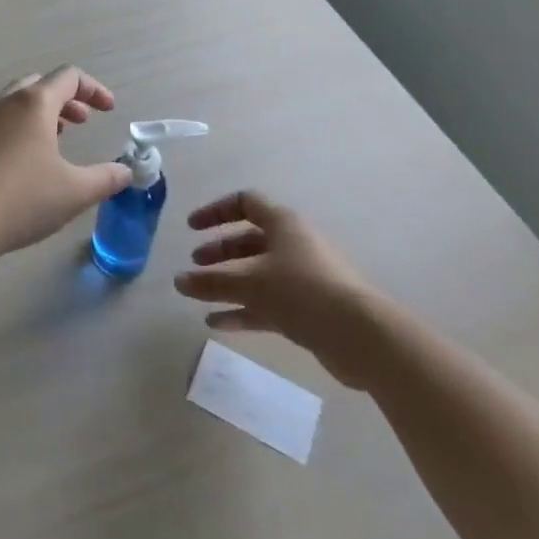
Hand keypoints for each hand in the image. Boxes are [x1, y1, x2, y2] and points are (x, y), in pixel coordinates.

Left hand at [0, 67, 132, 261]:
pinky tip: (25, 162)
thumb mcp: (74, 192)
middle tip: (81, 122)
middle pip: (39, 85)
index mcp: (33, 103)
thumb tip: (125, 172)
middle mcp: (4, 103)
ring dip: (41, 114)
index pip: (68, 77)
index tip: (109, 111)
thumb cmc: (21, 199)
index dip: (94, 89)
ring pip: (15, 103)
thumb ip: (106, 179)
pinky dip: (19, 129)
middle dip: (66, 99)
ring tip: (56, 141)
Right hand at [173, 191, 384, 388]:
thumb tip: (178, 281)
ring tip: (198, 294)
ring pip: (257, 274)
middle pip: (249, 240)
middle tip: (195, 264)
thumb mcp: (249, 283)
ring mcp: (303, 278)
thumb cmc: (301, 291)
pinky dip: (242, 310)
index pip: (244, 203)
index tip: (192, 228)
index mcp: (283, 224)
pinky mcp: (308, 309)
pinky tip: (217, 323)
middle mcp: (293, 245)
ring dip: (228, 282)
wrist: (361, 336)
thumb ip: (211, 282)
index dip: (216, 212)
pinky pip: (267, 304)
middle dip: (219, 251)